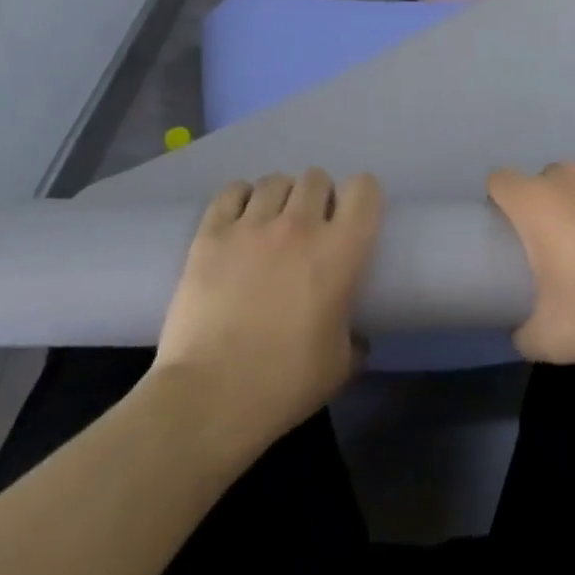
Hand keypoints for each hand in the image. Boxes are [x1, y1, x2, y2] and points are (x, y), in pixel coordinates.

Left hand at [151, 169, 381, 446]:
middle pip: (317, 177)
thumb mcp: (339, 366)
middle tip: (309, 228)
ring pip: (275, 180)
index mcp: (341, 250)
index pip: (364, 188)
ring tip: (271, 224)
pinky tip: (238, 221)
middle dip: (317, 197)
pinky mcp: (211, 234)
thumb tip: (359, 337)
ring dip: (280, 197)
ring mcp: (252, 225)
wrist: (210, 398)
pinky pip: (232, 191)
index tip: (353, 219)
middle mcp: (300, 225)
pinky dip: (239, 199)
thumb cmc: (284, 384)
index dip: (362, 198)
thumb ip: (355, 339)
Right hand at [487, 160, 574, 363]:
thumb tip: (520, 329)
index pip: (500, 181)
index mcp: (537, 202)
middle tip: (567, 248)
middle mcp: (571, 174)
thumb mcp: (551, 340)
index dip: (501, 202)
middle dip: (551, 206)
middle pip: (547, 180)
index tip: (514, 231)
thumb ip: (523, 332)